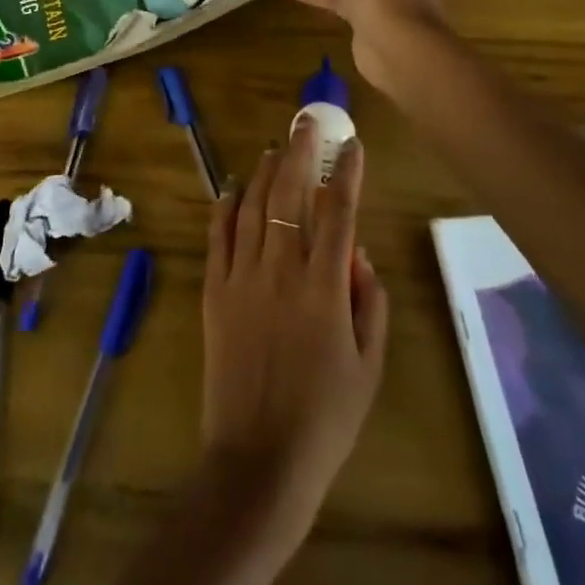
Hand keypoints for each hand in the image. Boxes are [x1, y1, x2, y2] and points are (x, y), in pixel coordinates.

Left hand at [200, 120, 388, 552]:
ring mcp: (242, 277)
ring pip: (251, 206)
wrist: (258, 460)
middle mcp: (281, 270)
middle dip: (299, 152)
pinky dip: (224, 205)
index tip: (352, 146)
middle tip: (306, 124)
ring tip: (274, 148)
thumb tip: (358, 253)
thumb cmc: (325, 418)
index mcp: (324, 288)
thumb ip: (370, 302)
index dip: (346, 174)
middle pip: (288, 194)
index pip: (338, 212)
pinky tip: (231, 187)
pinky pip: (218, 235)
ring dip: (263, 171)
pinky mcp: (215, 291)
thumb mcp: (369, 366)